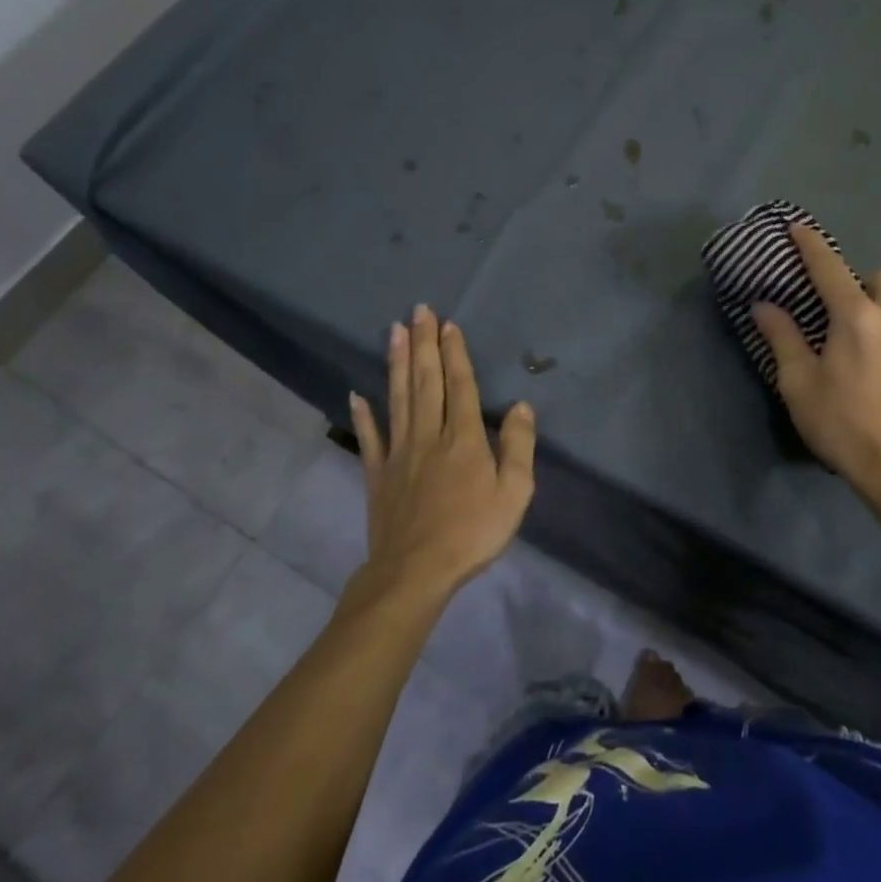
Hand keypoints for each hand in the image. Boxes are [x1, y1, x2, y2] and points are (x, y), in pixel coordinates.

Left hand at [349, 306, 535, 594]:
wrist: (416, 571)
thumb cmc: (473, 532)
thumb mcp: (515, 493)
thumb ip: (520, 447)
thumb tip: (523, 406)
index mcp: (464, 438)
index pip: (460, 385)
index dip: (455, 352)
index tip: (448, 323)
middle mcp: (429, 434)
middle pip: (426, 381)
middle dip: (424, 343)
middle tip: (418, 310)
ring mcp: (399, 452)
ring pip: (398, 398)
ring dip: (397, 363)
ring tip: (394, 331)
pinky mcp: (378, 473)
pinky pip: (370, 438)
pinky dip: (364, 414)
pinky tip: (357, 394)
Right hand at [751, 225, 880, 503]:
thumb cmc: (841, 424)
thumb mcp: (798, 383)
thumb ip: (782, 337)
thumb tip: (764, 305)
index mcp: (855, 318)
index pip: (829, 268)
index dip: (811, 246)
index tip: (798, 228)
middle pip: (879, 277)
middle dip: (859, 283)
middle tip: (840, 311)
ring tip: (871, 328)